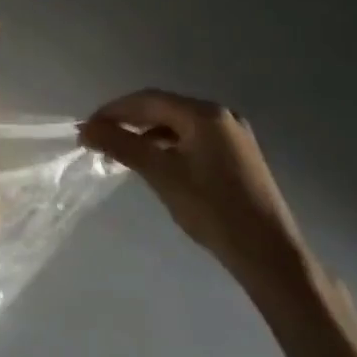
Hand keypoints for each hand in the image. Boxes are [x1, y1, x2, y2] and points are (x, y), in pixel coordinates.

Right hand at [82, 89, 314, 296]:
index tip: (87, 127)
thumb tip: (87, 129)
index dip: (114, 110)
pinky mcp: (237, 156)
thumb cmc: (213, 210)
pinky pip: (192, 139)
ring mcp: (233, 136)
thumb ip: (123, 146)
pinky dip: (167, 145)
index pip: (148, 100)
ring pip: (178, 125)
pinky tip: (153, 161)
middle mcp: (221, 116)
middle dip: (129, 120)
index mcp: (205, 114)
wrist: (269, 256)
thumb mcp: (162, 175)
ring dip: (146, 133)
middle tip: (100, 137)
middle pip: (164, 108)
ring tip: (120, 150)